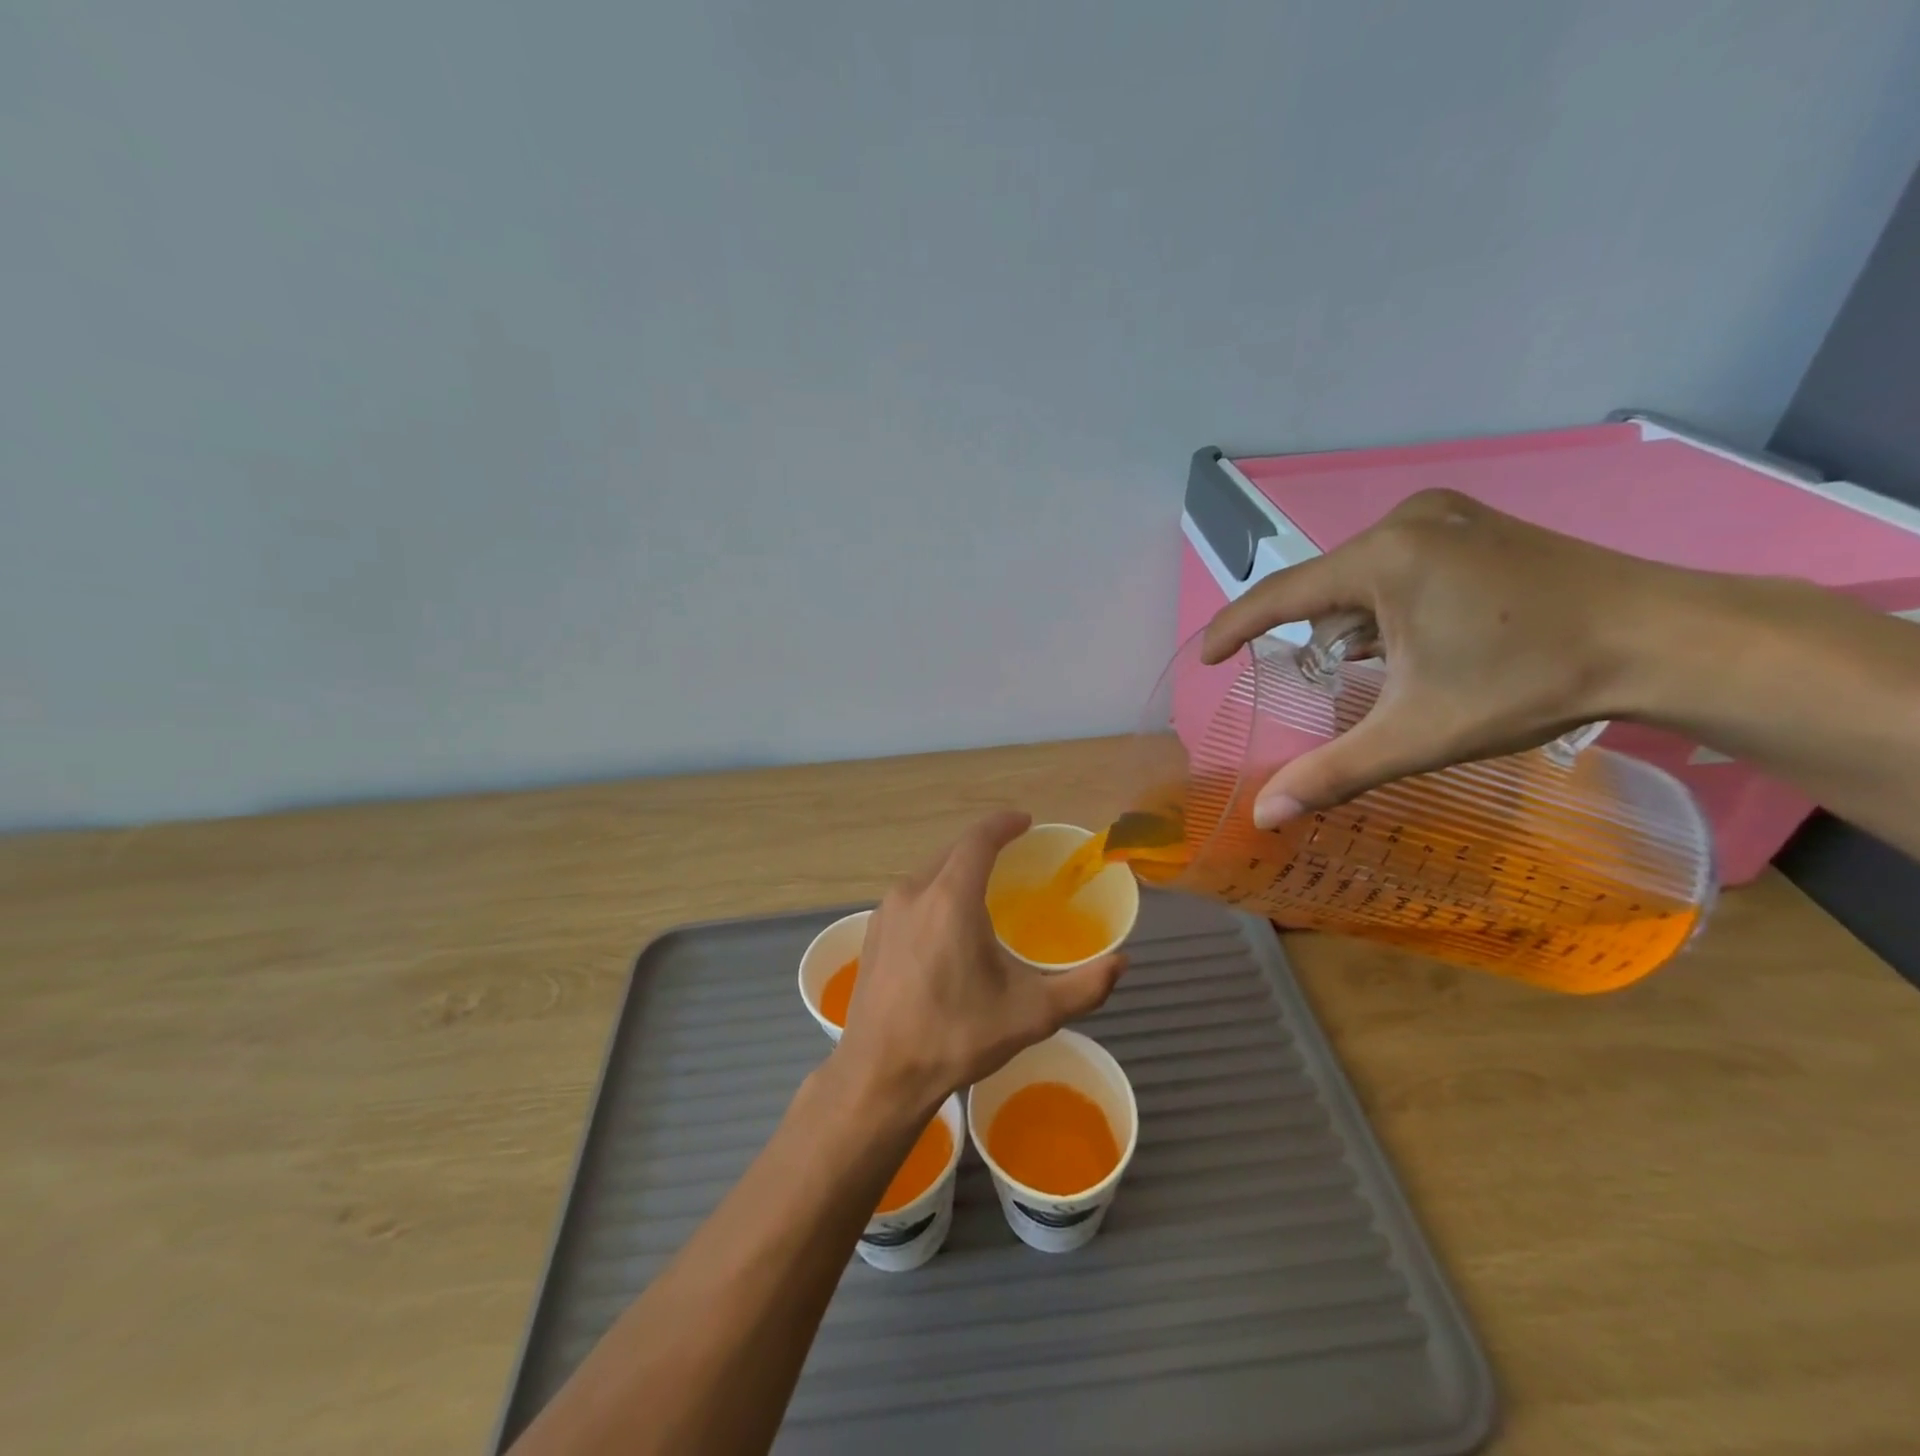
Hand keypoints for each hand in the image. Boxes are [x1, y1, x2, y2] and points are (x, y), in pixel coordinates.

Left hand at [834, 811, 1125, 1109]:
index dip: (1003, 824)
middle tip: (1013, 857)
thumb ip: (1084, 986)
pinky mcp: (872, 933)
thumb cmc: (956, 1036)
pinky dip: (934, 894)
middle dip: (983, 846)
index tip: (1025, 822)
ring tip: (983, 891)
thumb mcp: (1031, 1014)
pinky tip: (946, 926)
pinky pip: (911, 896)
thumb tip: (1121, 963)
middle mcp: (913, 892)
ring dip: (957, 871)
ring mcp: (886, 912)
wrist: (879, 1074)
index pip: (979, 839)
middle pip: (952, 851)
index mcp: (951, 898)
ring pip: (929, 873)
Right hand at [1202, 488, 1664, 826]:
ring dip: (1363, 629)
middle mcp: (1406, 521)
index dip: (1235, 629)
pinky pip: (1400, 567)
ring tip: (1407, 669)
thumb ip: (1333, 772)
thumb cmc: (1531, 682)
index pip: (1282, 596)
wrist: (1668, 640)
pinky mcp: (1473, 523)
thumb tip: (1264, 816)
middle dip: (1329, 644)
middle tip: (1361, 688)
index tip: (1205, 658)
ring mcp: (1444, 515)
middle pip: (1328, 592)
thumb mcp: (1419, 734)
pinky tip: (1432, 640)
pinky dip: (1393, 608)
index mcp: (1385, 557)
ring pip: (1364, 581)